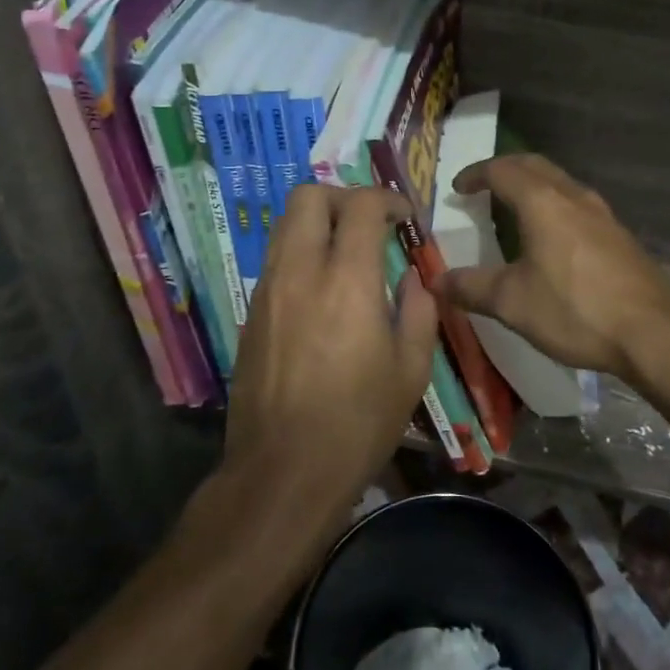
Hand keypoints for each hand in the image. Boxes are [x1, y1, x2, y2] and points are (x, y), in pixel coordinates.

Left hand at [222, 184, 438, 519]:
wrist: (283, 473)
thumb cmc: (358, 424)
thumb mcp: (411, 370)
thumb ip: (418, 310)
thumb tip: (412, 279)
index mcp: (347, 282)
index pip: (361, 206)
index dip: (388, 199)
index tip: (405, 218)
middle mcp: (300, 273)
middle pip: (308, 196)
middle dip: (343, 196)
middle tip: (369, 223)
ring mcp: (267, 292)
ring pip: (284, 225)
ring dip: (318, 223)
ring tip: (346, 253)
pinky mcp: (250, 315)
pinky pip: (275, 261)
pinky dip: (301, 255)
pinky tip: (322, 292)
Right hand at [433, 154, 669, 381]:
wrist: (653, 332)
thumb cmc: (575, 309)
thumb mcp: (513, 302)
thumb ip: (471, 287)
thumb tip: (435, 281)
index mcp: (543, 202)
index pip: (502, 170)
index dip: (476, 174)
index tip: (458, 188)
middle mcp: (574, 196)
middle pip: (534, 165)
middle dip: (505, 169)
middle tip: (483, 186)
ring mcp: (602, 214)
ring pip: (561, 183)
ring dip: (534, 185)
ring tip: (515, 208)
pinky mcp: (619, 235)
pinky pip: (577, 204)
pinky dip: (554, 205)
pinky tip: (553, 237)